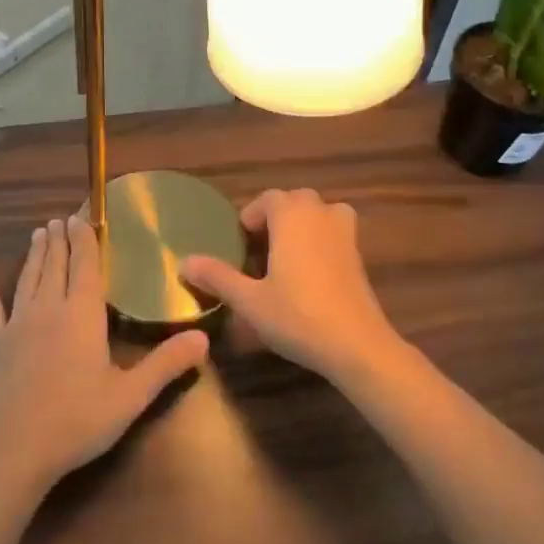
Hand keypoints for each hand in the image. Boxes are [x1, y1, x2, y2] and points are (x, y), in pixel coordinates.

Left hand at [0, 217, 210, 491]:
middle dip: (60, 239)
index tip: (83, 216)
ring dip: (36, 253)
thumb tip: (203, 339)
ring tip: (39, 232)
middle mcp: (49, 308)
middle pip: (56, 265)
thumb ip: (166, 364)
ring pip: (29, 278)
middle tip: (61, 219)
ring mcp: (18, 323)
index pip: (86, 266)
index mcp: (82, 314)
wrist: (16, 449)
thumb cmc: (78, 420)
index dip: (86, 239)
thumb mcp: (131, 395)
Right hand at [181, 189, 406, 385]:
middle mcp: (320, 216)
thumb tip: (184, 262)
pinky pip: (337, 232)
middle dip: (277, 214)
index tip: (240, 236)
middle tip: (259, 243)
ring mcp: (345, 235)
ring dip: (304, 221)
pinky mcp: (359, 258)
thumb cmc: (297, 316)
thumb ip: (218, 277)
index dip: (252, 213)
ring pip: (322, 212)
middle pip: (297, 200)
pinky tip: (310, 271)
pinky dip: (322, 239)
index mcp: (291, 218)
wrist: (356, 345)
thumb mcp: (249, 301)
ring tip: (287, 249)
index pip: (269, 198)